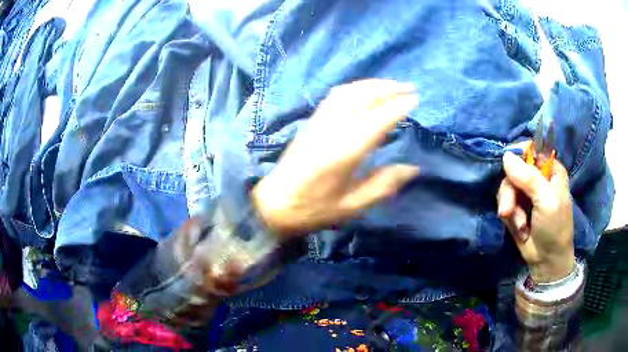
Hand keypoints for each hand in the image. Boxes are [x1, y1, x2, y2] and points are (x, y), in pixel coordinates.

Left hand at [252, 79, 419, 237]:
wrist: (273, 203)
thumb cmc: (312, 209)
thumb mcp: (351, 206)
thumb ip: (382, 186)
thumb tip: (411, 168)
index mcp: (344, 152)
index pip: (376, 120)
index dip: (397, 107)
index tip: (415, 99)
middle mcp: (331, 130)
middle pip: (361, 98)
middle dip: (387, 88)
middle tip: (409, 86)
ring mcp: (318, 123)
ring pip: (347, 93)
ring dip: (371, 84)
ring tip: (391, 85)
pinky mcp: (310, 122)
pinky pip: (334, 96)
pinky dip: (353, 88)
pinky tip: (362, 90)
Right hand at [497, 144, 574, 282]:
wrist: (547, 260)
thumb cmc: (555, 227)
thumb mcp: (546, 200)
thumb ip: (528, 178)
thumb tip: (506, 155)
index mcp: (550, 170)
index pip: (531, 150)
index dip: (518, 155)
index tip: (508, 167)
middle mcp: (537, 178)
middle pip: (514, 169)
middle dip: (510, 191)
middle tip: (509, 210)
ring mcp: (526, 193)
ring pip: (506, 187)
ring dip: (509, 206)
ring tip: (519, 223)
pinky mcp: (517, 207)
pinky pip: (504, 202)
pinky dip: (509, 216)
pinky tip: (519, 227)